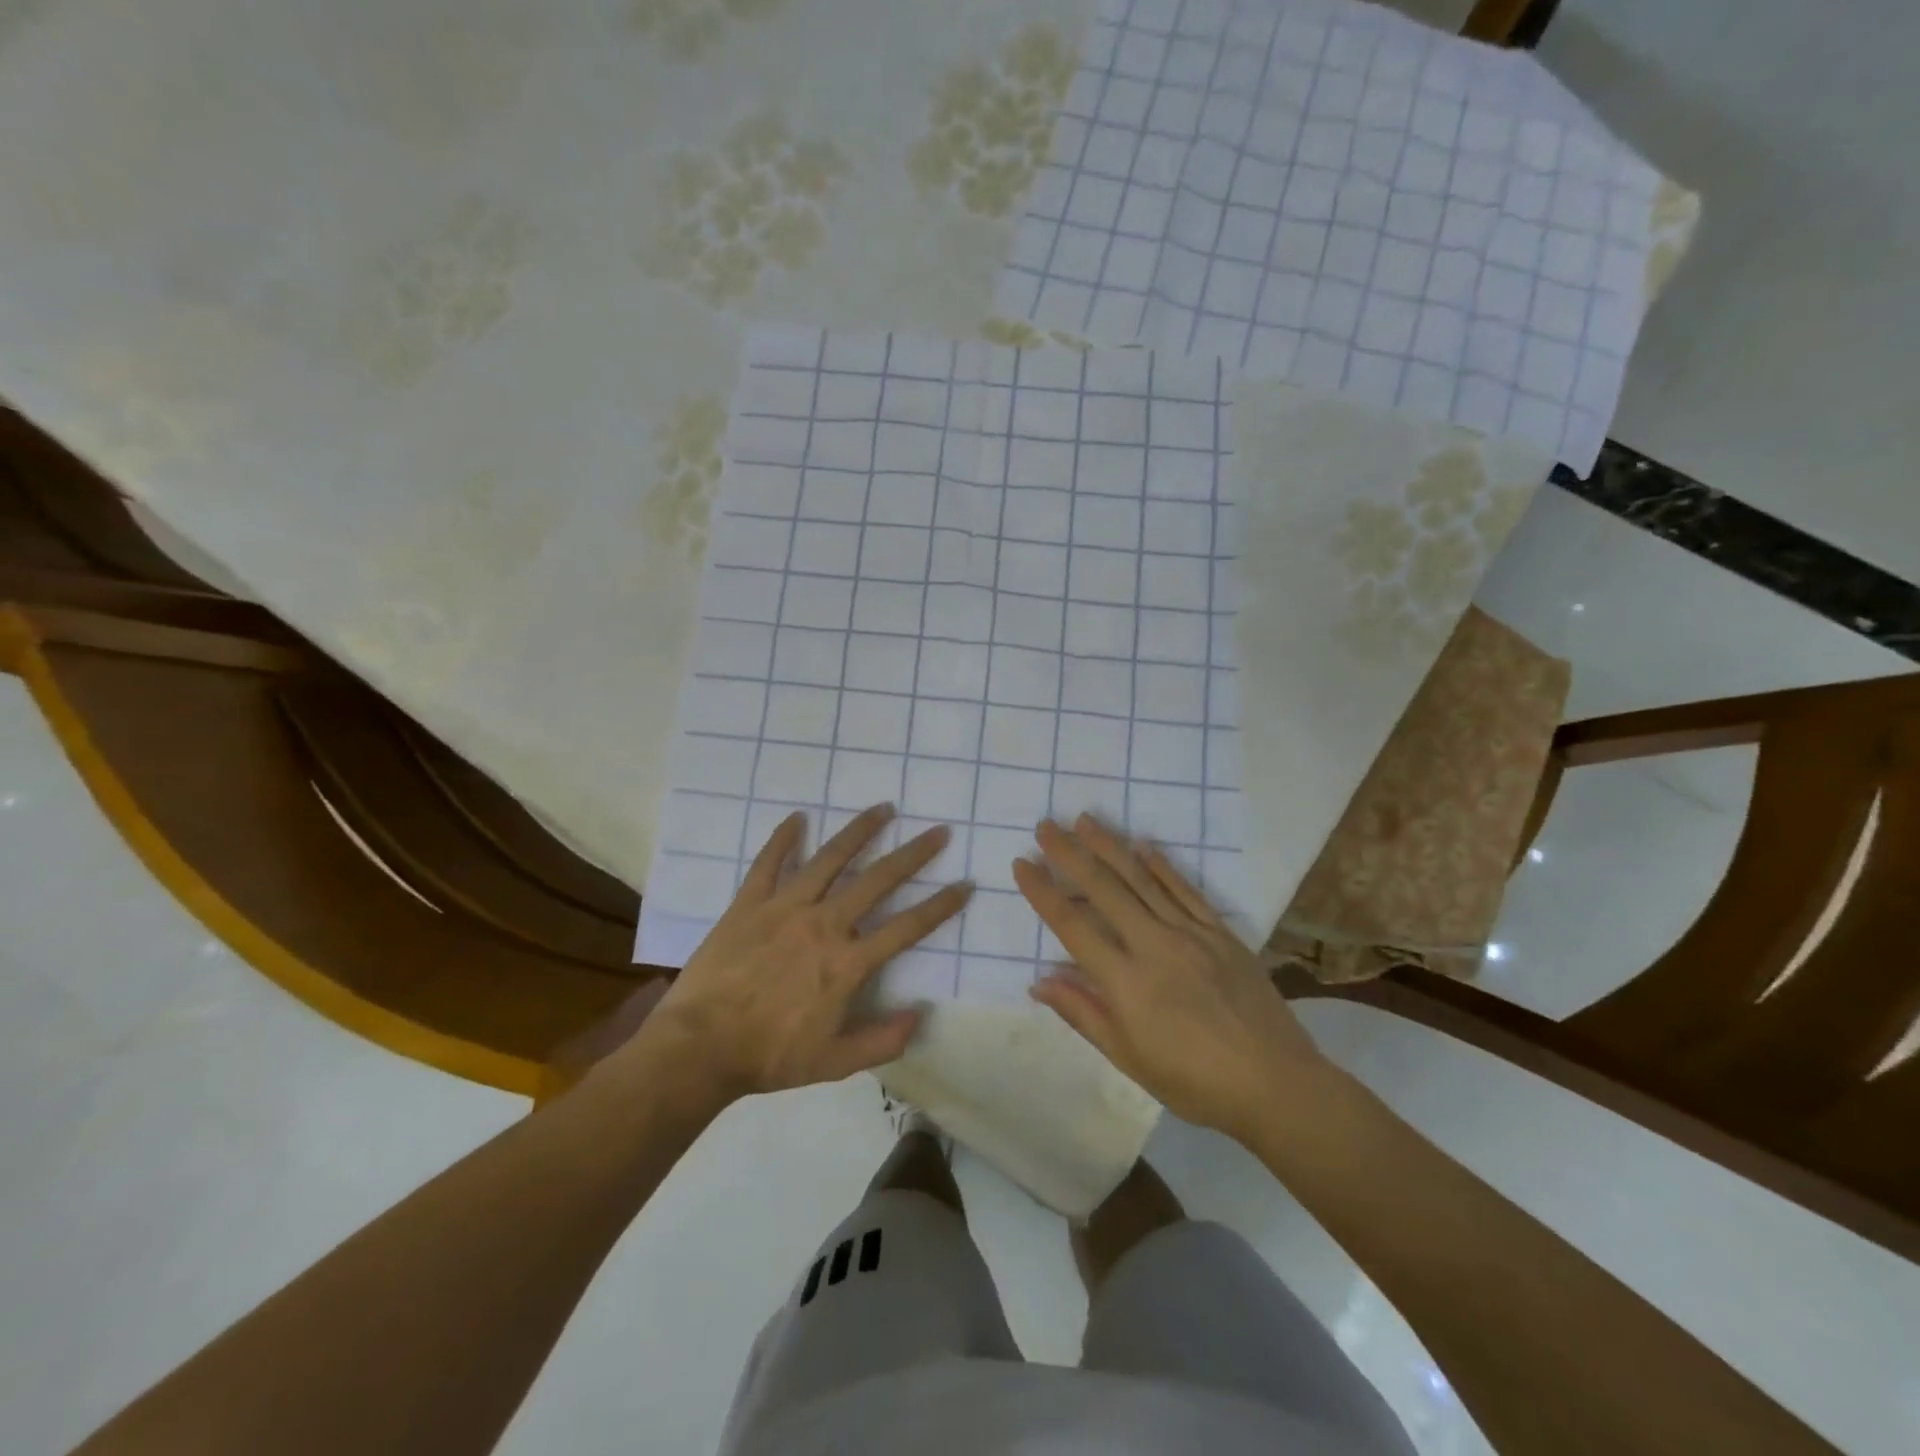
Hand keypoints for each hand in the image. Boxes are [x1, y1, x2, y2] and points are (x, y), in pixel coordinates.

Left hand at [615, 804, 969, 1105]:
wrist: (699, 1047)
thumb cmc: (769, 1055)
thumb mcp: (834, 1063)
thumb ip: (883, 1041)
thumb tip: (921, 1014)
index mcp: (848, 962)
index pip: (907, 926)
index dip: (941, 906)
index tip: (964, 884)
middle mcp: (824, 924)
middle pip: (878, 880)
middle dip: (913, 854)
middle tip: (937, 832)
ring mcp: (785, 907)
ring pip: (830, 859)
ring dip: (859, 832)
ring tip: (883, 808)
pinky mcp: (750, 903)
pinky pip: (769, 862)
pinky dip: (783, 838)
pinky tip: (797, 818)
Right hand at [1014, 816, 1329, 1141]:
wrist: (1276, 1083)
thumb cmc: (1195, 1082)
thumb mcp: (1130, 1059)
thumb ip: (1084, 1014)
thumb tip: (1040, 981)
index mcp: (1126, 982)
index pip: (1073, 926)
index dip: (1043, 892)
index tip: (1022, 864)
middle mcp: (1154, 946)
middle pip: (1103, 889)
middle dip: (1070, 854)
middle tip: (1046, 826)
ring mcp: (1191, 934)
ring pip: (1142, 880)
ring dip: (1110, 847)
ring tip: (1085, 820)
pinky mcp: (1220, 933)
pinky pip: (1185, 891)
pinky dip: (1162, 865)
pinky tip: (1144, 845)